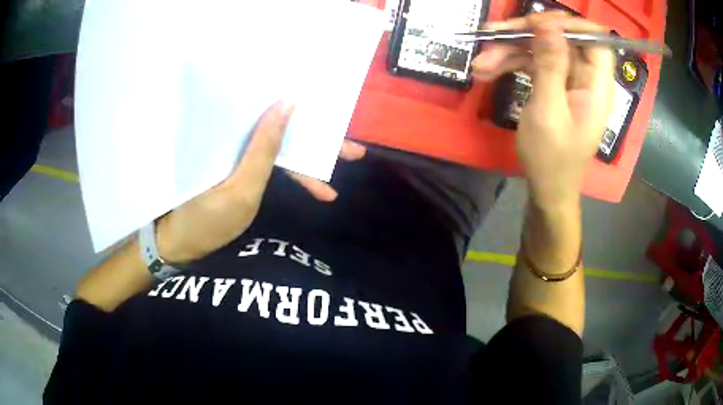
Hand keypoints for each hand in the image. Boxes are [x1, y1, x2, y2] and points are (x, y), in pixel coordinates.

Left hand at [155, 102, 365, 263]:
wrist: (182, 244)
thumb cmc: (206, 218)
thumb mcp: (241, 188)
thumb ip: (265, 148)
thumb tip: (287, 103)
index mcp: (231, 130)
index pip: (276, 112)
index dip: (310, 117)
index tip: (338, 122)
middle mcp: (236, 134)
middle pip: (283, 127)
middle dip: (319, 142)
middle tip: (353, 153)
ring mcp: (240, 151)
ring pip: (282, 147)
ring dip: (310, 162)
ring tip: (335, 181)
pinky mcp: (241, 167)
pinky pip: (274, 164)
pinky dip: (294, 175)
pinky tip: (316, 189)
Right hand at [472, 13, 614, 208]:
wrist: (547, 188)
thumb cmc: (552, 158)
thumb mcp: (548, 110)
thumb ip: (550, 65)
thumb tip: (547, 23)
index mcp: (597, 85)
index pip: (594, 39)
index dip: (568, 24)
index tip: (535, 23)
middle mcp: (586, 77)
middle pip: (561, 39)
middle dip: (526, 34)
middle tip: (491, 35)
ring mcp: (569, 80)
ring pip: (542, 49)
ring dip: (509, 51)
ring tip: (480, 64)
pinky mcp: (554, 85)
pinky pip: (534, 63)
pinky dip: (510, 64)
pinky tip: (486, 72)